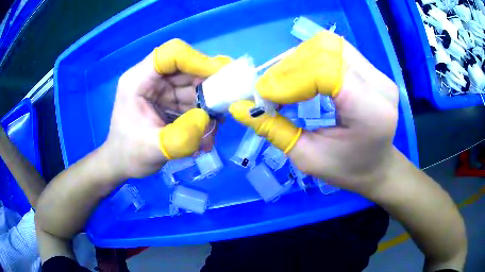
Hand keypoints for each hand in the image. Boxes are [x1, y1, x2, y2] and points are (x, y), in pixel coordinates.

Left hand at [104, 39, 229, 178]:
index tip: (222, 76)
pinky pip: (192, 101)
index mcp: (138, 80)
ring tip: (210, 134)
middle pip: (187, 69)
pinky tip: (203, 137)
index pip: (170, 54)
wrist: (122, 164)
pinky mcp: (168, 100)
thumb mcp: (154, 149)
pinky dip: (202, 116)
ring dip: (207, 108)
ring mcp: (161, 89)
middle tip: (224, 109)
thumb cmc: (130, 155)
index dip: (198, 60)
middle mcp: (151, 79)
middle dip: (208, 88)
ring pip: (193, 86)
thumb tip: (208, 119)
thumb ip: (182, 136)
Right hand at [229, 31, 398, 194]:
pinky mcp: (372, 69)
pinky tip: (301, 76)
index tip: (264, 97)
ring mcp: (378, 73)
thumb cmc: (348, 170)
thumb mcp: (308, 158)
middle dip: (289, 67)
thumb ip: (273, 130)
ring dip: (298, 59)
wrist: (378, 166)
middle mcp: (379, 84)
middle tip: (269, 90)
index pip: (326, 71)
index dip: (289, 79)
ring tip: (283, 82)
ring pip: (329, 44)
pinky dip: (311, 58)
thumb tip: (238, 108)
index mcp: (371, 110)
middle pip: (326, 50)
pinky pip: (335, 49)